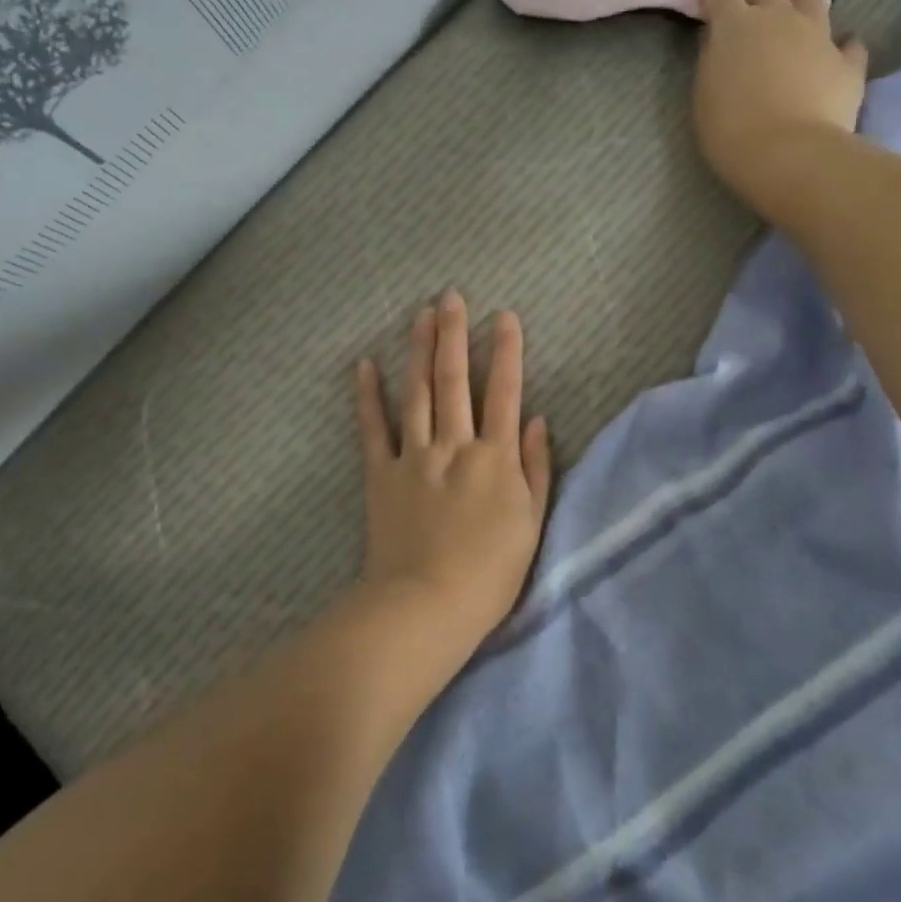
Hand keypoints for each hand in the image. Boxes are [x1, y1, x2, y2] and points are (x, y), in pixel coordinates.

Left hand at [354, 290, 552, 644]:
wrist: (427, 605)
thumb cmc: (490, 573)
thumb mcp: (531, 523)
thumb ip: (535, 467)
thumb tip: (535, 418)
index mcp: (494, 457)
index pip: (504, 392)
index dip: (507, 351)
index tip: (506, 316)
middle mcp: (454, 445)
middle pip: (454, 379)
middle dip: (454, 334)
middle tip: (451, 296)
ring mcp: (414, 456)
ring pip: (417, 392)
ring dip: (418, 350)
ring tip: (420, 313)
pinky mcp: (381, 474)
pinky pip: (373, 428)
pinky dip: (367, 396)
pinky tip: (365, 364)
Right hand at [693, 0, 869, 221]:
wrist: (789, 154)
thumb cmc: (731, 130)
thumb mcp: (706, 93)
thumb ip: (715, 59)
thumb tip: (723, 41)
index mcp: (734, 25)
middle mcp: (776, 17)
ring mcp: (817, 35)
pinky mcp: (846, 62)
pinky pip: (850, 44)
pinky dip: (844, 46)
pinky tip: (842, 50)